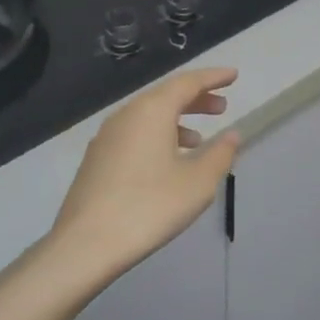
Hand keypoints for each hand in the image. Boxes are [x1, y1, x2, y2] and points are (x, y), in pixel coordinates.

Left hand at [45, 68, 240, 294]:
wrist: (86, 243)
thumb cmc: (150, 207)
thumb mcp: (197, 183)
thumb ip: (220, 154)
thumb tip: (232, 135)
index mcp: (152, 111)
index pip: (187, 82)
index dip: (213, 78)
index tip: (233, 75)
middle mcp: (126, 114)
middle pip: (165, 96)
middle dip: (196, 98)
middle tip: (222, 107)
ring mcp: (106, 136)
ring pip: (148, 116)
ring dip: (176, 120)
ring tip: (199, 139)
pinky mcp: (96, 159)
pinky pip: (134, 134)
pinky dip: (157, 136)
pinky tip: (167, 162)